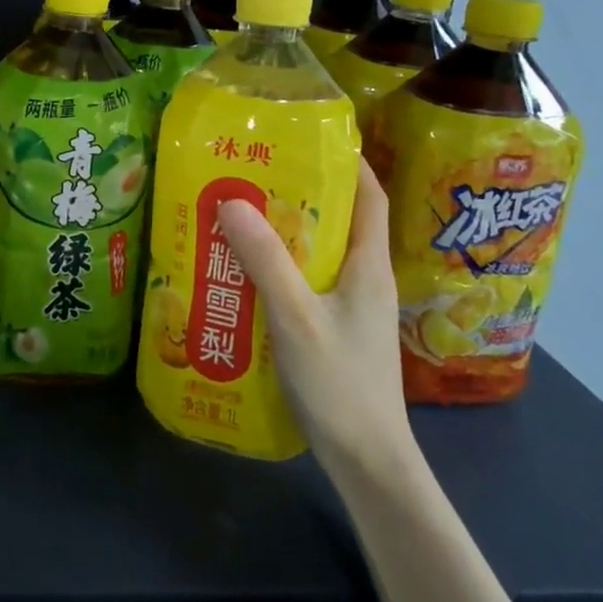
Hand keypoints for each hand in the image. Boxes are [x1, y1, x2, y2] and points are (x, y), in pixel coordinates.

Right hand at [217, 158, 417, 481]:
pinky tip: (243, 272)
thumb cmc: (341, 383)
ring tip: (239, 214)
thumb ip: (265, 259)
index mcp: (367, 266)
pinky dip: (278, 268)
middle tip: (252, 173)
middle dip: (300, 193)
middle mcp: (363, 280)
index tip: (311, 138)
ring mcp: (351, 308)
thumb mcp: (296, 316)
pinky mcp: (334, 331)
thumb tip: (232, 200)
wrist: (368, 463)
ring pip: (317, 254)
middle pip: (338, 221)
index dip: (350, 162)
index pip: (370, 197)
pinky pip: (305, 282)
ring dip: (284, 232)